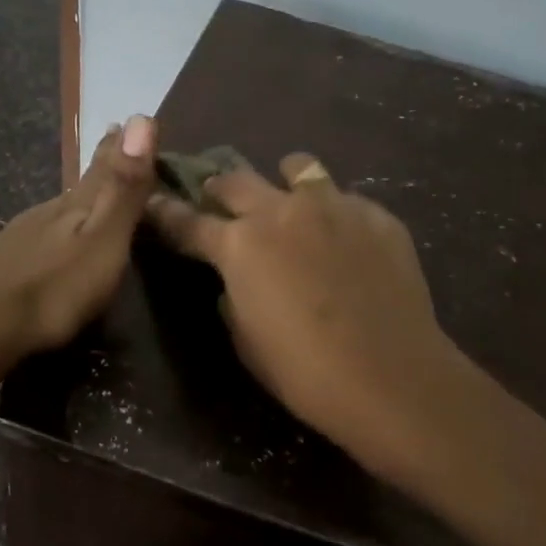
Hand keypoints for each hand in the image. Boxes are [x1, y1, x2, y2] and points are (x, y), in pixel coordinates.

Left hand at [0, 115, 158, 363]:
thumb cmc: (54, 287)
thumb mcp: (102, 239)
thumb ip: (123, 187)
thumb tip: (142, 116)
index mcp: (75, 206)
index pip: (103, 167)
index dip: (118, 147)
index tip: (126, 123)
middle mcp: (44, 213)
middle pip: (77, 187)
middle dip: (97, 171)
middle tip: (110, 147)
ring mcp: (15, 238)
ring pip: (50, 213)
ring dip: (70, 205)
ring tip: (83, 201)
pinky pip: (30, 239)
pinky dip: (45, 235)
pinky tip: (42, 246)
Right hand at [144, 152, 458, 479]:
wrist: (391, 377)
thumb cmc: (304, 371)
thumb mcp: (247, 340)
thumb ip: (234, 296)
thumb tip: (237, 279)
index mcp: (240, 244)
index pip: (188, 222)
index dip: (166, 212)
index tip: (154, 200)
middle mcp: (282, 211)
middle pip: (237, 180)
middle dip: (220, 189)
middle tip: (220, 202)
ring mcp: (335, 206)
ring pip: (298, 168)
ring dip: (283, 183)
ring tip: (291, 205)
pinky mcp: (378, 216)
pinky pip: (347, 199)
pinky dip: (335, 213)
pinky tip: (346, 242)